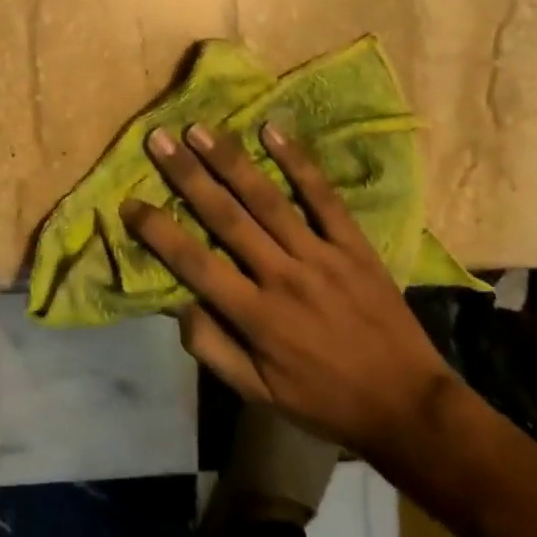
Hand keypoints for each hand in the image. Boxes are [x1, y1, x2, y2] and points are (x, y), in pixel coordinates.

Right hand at [124, 122, 463, 473]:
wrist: (407, 407)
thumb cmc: (323, 401)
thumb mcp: (260, 395)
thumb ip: (213, 349)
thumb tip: (177, 304)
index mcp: (256, 317)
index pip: (195, 264)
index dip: (159, 232)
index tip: (129, 203)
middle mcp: (282, 278)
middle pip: (226, 218)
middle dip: (188, 176)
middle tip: (159, 139)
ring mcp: (321, 256)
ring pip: (268, 200)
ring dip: (230, 161)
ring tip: (199, 129)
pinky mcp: (353, 246)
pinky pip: (323, 198)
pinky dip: (299, 162)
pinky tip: (273, 131)